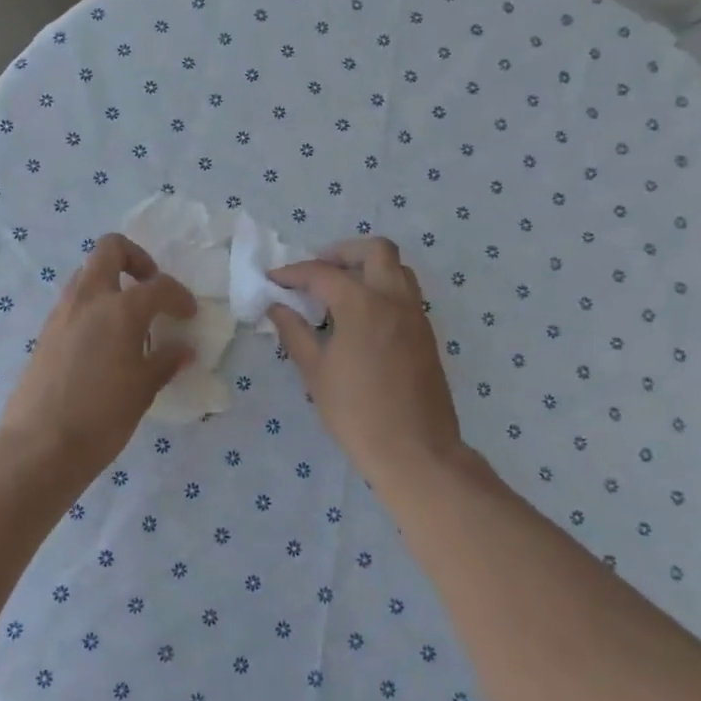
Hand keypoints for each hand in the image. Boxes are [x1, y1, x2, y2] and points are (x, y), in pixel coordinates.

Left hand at [0, 233, 196, 487]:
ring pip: (87, 274)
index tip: (188, 314)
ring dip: (111, 283)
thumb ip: (165, 362)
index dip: (179, 296)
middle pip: (110, 249)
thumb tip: (183, 349)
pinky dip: (93, 307)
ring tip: (129, 319)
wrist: (40, 446)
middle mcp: (88, 299)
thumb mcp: (144, 390)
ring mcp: (61, 313)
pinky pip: (74, 302)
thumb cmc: (102, 417)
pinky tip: (105, 343)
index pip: (158, 286)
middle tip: (150, 288)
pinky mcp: (45, 333)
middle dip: (136, 259)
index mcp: (120, 309)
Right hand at [267, 238, 467, 493]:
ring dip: (368, 269)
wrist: (416, 451)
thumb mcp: (315, 373)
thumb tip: (278, 307)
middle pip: (376, 250)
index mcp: (363, 304)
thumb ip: (295, 332)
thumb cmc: (357, 413)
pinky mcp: (426, 335)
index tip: (273, 279)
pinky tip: (360, 319)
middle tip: (317, 271)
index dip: (293, 273)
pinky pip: (405, 295)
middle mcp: (394, 300)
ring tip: (339, 292)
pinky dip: (382, 291)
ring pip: (397, 269)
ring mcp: (416, 316)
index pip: (323, 273)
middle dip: (342, 252)